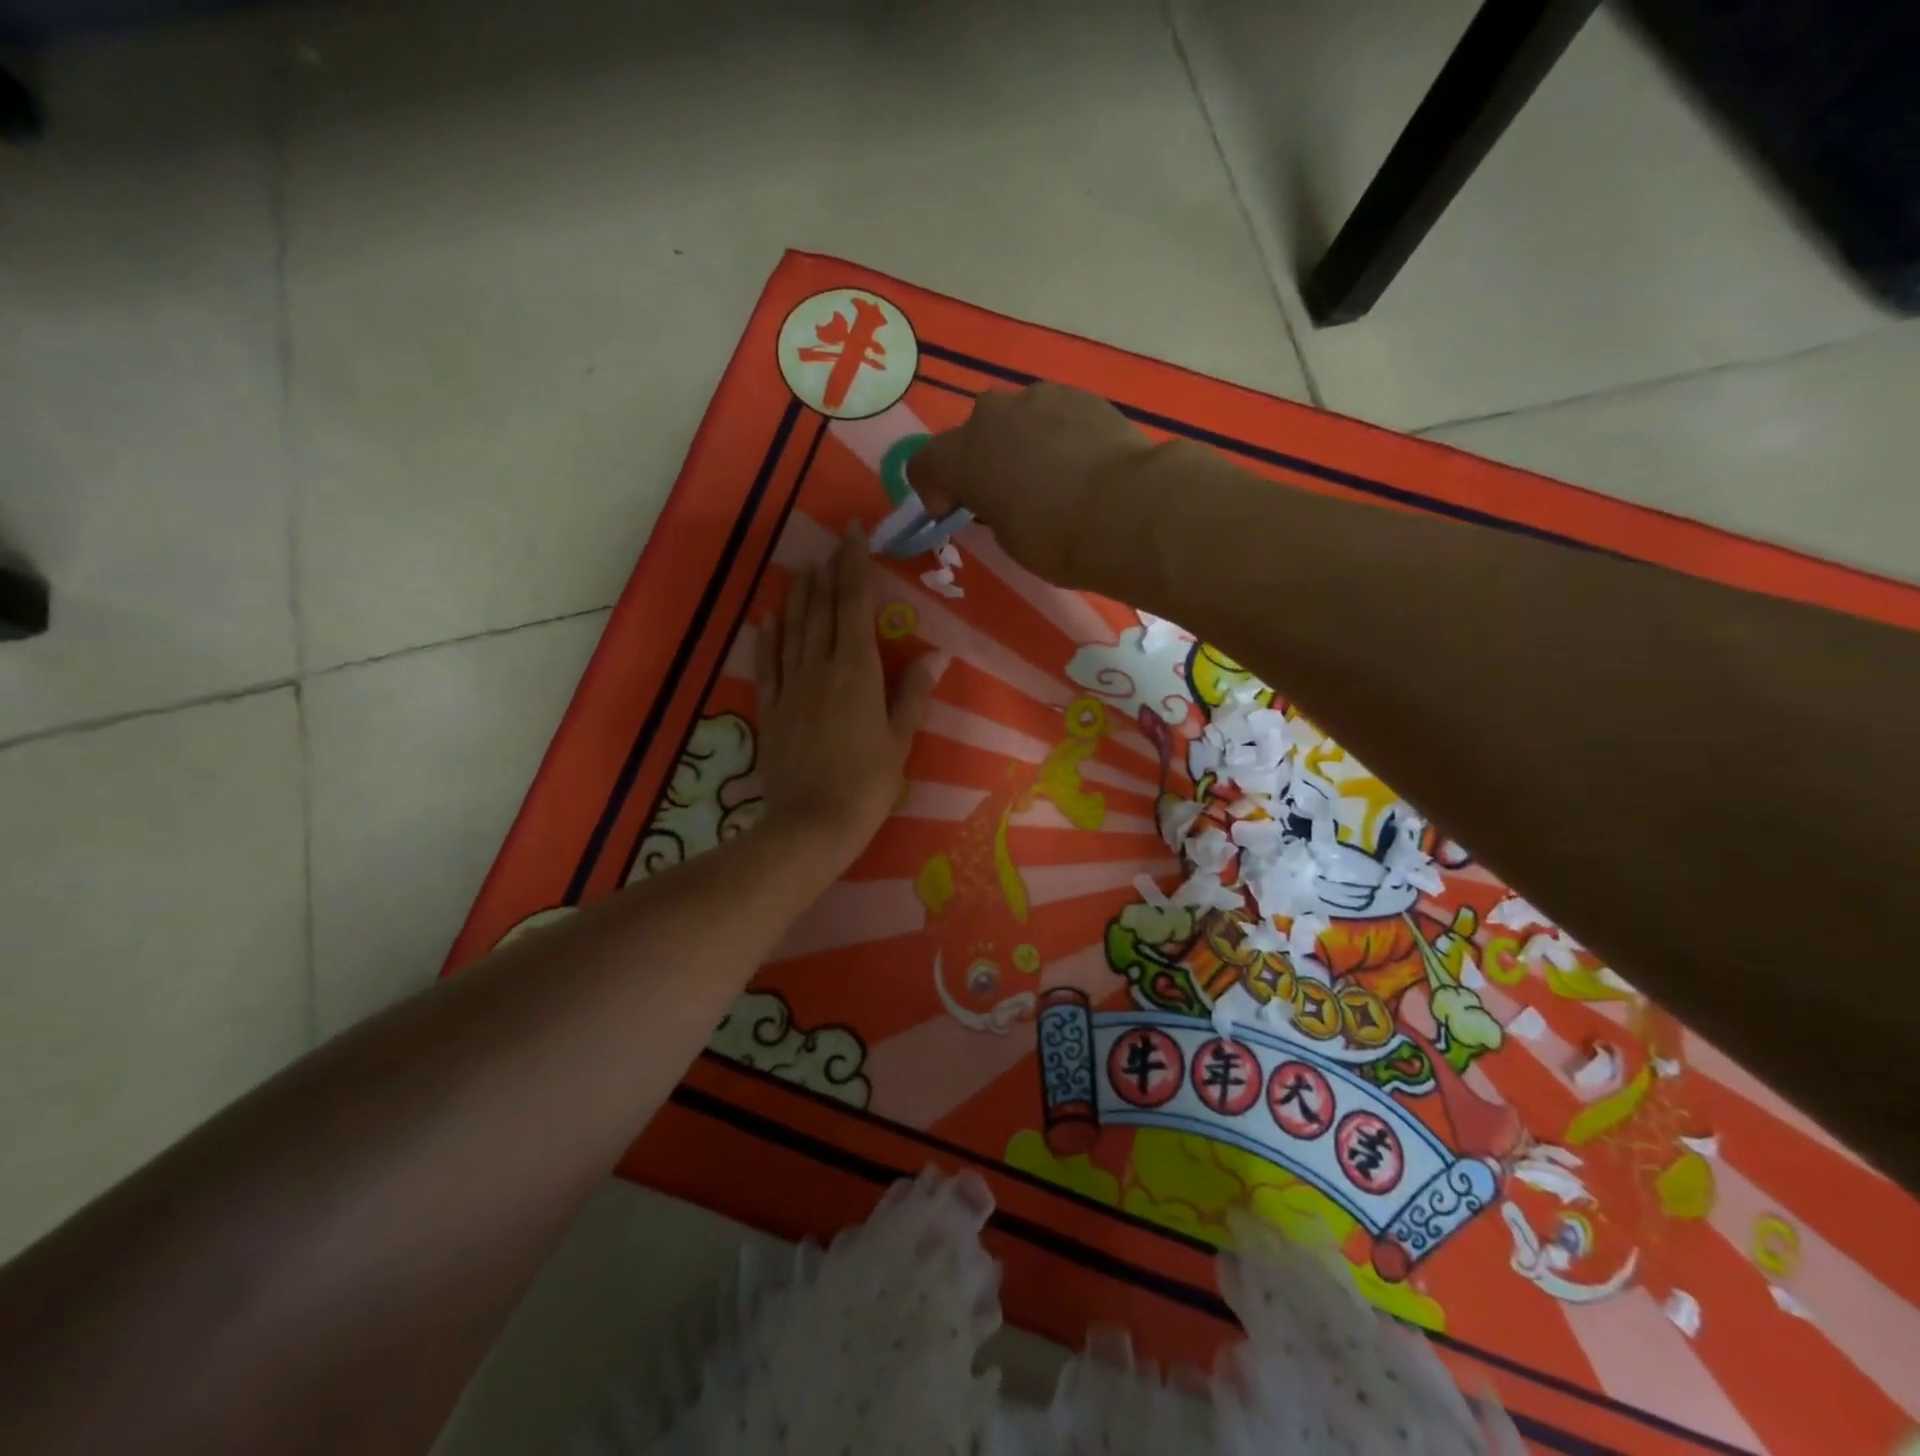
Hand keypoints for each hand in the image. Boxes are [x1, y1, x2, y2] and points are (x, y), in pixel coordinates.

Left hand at [754, 525, 942, 880]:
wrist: (810, 825)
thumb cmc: (866, 785)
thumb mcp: (900, 740)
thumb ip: (913, 694)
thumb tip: (936, 654)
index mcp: (857, 671)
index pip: (855, 605)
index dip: (854, 566)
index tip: (853, 534)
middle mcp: (820, 668)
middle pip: (823, 610)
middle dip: (829, 573)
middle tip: (833, 543)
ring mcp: (790, 687)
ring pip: (793, 630)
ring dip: (799, 596)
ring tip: (803, 567)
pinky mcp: (771, 710)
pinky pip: (768, 665)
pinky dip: (768, 638)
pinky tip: (767, 618)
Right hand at [911, 383, 1151, 586]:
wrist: (1127, 510)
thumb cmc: (1056, 538)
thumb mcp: (1007, 538)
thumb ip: (991, 509)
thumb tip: (1003, 498)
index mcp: (963, 455)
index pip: (925, 463)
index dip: (932, 490)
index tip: (951, 513)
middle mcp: (993, 415)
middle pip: (971, 434)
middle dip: (979, 461)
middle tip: (1002, 495)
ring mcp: (1039, 398)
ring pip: (1015, 419)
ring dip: (1019, 444)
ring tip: (1048, 478)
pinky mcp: (1081, 395)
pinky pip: (1054, 415)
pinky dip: (1056, 436)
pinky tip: (1079, 465)